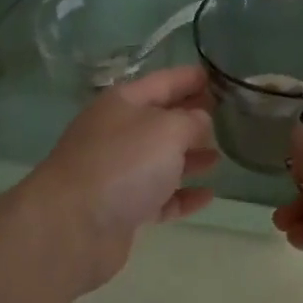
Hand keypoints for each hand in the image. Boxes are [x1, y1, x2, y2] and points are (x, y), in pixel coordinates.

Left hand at [27, 64, 218, 289]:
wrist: (74, 225)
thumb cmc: (123, 163)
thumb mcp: (168, 129)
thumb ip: (192, 120)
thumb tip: (201, 122)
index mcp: (123, 102)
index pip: (164, 82)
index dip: (191, 78)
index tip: (220, 76)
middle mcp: (118, 132)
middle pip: (162, 120)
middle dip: (193, 117)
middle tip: (229, 117)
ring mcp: (118, 172)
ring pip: (161, 159)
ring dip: (190, 157)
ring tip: (220, 157)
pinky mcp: (122, 208)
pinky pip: (160, 197)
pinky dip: (182, 195)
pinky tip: (208, 196)